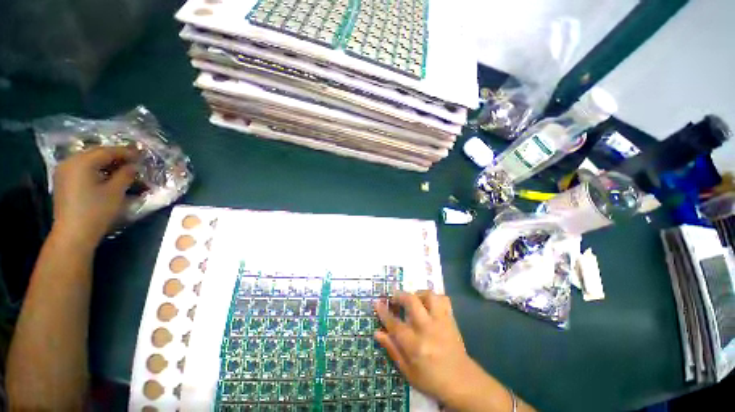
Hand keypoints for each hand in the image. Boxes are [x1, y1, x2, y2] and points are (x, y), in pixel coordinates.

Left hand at [52, 147, 138, 248]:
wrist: (73, 233)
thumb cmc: (96, 211)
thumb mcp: (116, 192)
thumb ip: (125, 174)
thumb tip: (133, 166)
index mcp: (82, 162)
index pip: (107, 151)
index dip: (126, 152)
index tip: (141, 155)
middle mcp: (70, 162)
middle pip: (96, 153)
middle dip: (115, 156)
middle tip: (132, 160)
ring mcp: (64, 171)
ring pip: (88, 160)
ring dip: (105, 162)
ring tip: (121, 168)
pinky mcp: (63, 180)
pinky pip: (81, 168)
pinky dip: (95, 168)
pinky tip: (105, 175)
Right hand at [374, 291, 487, 405]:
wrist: (463, 382)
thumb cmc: (432, 380)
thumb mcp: (408, 372)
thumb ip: (392, 350)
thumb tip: (377, 333)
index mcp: (415, 345)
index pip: (394, 324)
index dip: (383, 312)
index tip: (377, 303)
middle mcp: (428, 329)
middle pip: (411, 301)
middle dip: (400, 295)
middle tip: (394, 297)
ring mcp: (441, 322)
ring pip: (429, 296)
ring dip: (418, 294)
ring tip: (413, 300)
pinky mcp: (451, 319)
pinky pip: (443, 299)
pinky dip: (434, 298)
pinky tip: (428, 304)